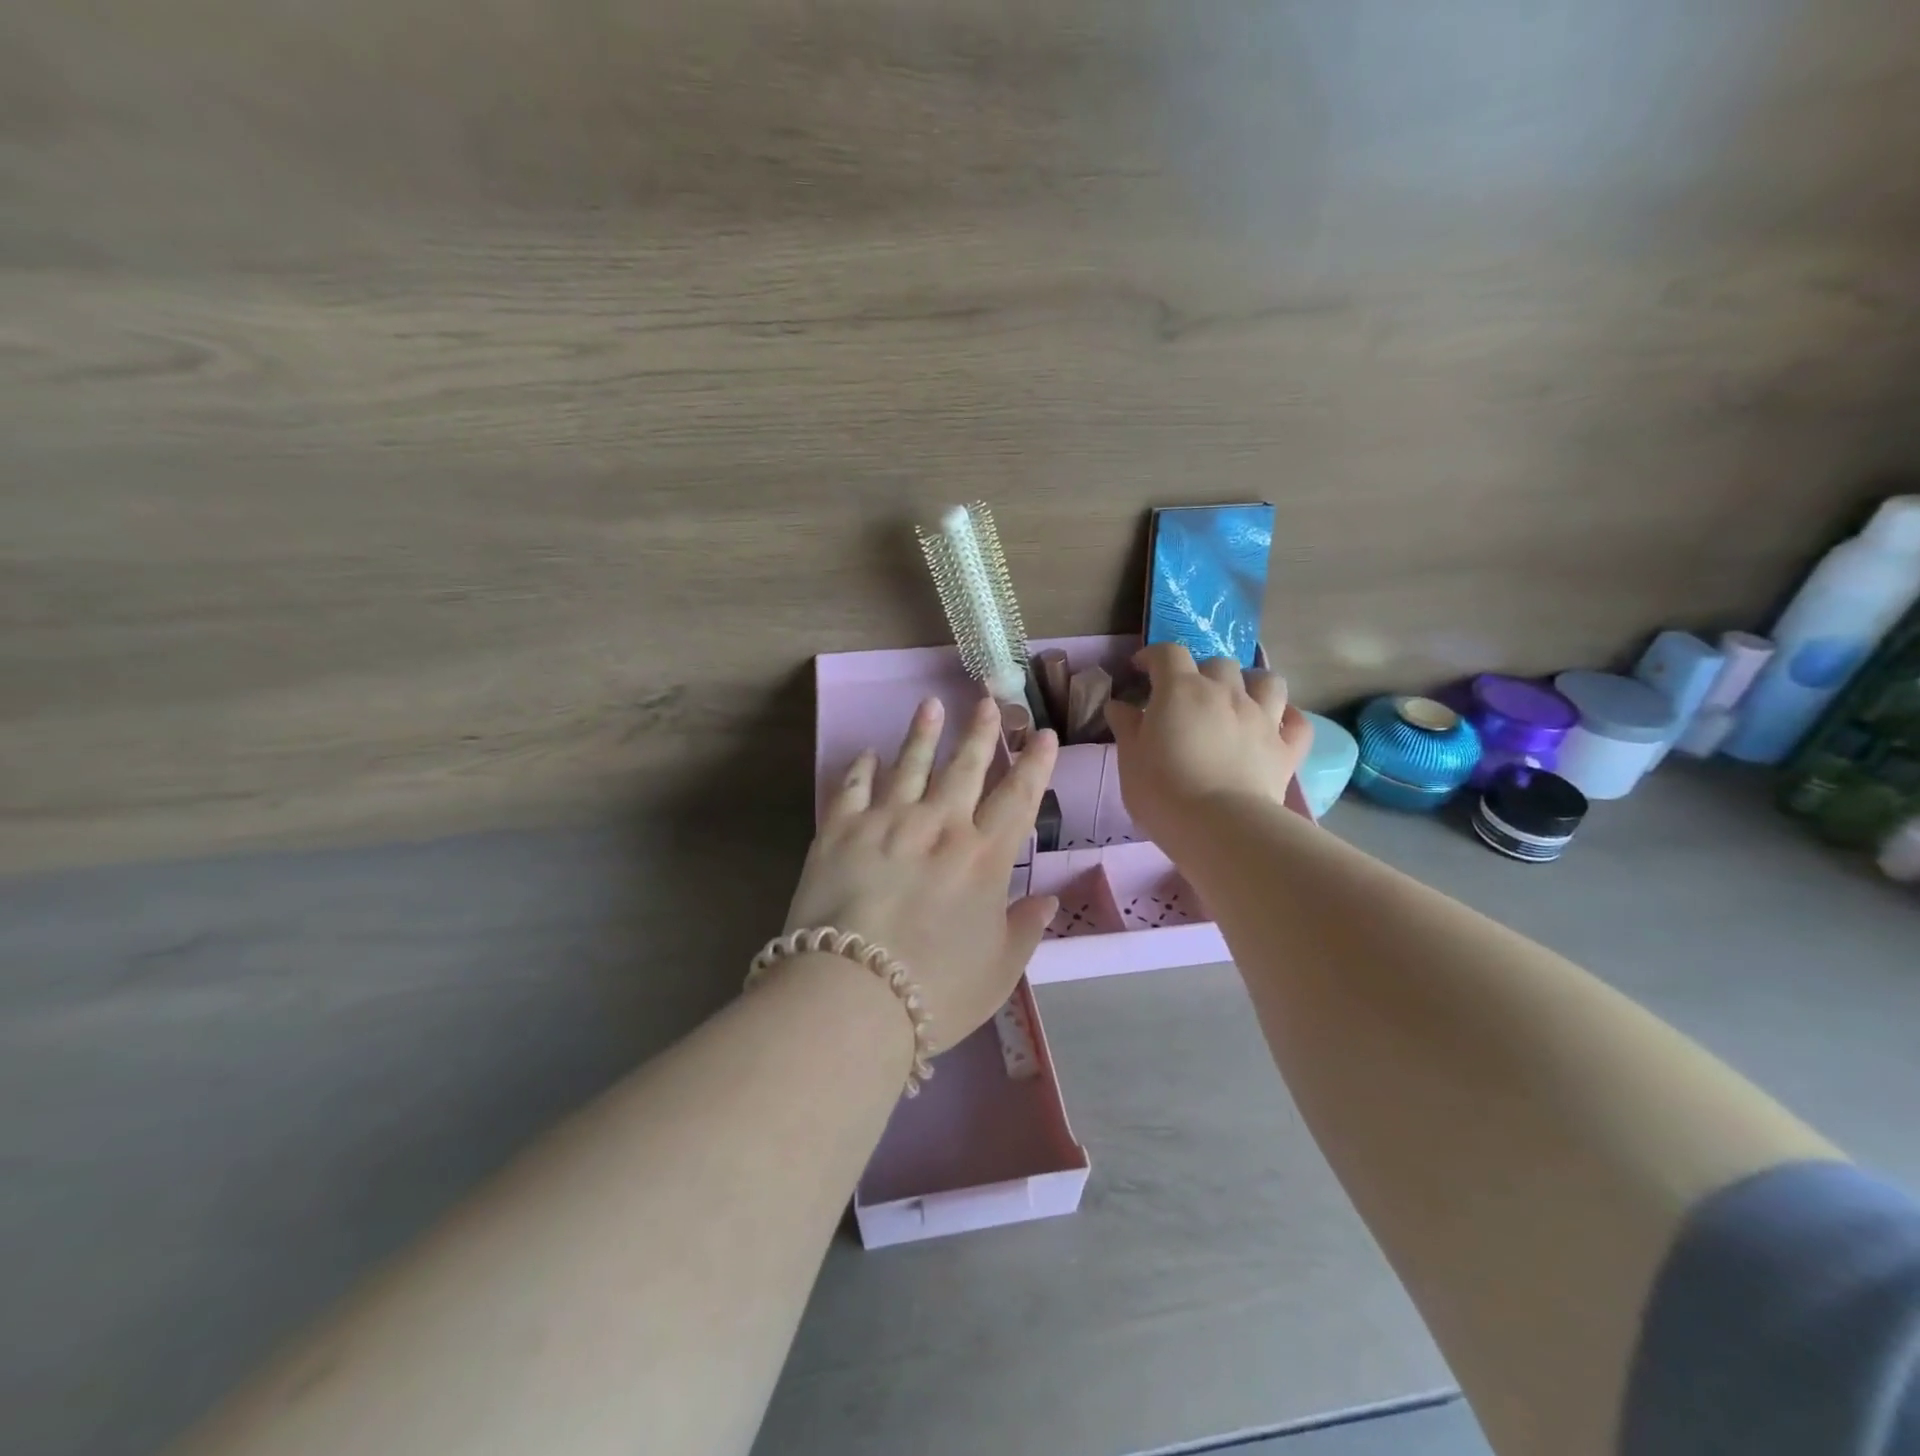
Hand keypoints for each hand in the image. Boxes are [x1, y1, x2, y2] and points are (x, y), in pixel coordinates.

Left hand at [782, 695, 1060, 1044]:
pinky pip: (853, 787)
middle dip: (979, 732)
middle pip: (964, 768)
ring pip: (910, 764)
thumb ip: (1025, 929)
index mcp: (983, 858)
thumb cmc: (936, 990)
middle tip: (985, 699)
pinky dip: (862, 767)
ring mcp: (887, 822)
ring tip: (930, 705)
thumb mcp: (998, 970)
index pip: (1018, 797)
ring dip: (923, 734)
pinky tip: (868, 753)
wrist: (852, 996)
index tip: (1043, 733)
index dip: (1034, 763)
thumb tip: (1047, 899)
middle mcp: (939, 826)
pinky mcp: (840, 831)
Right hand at [1105, 643, 1311, 849]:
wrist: (1219, 826)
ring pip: (1267, 681)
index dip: (1153, 656)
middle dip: (1201, 672)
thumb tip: (1119, 705)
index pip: (1168, 653)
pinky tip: (1275, 726)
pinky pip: (1297, 722)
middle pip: (1218, 663)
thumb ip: (1126, 726)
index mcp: (1181, 690)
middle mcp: (1225, 692)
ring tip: (1238, 701)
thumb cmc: (1162, 790)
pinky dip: (1286, 719)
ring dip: (1251, 684)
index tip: (1140, 670)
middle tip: (1188, 697)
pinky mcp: (1286, 748)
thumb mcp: (1130, 758)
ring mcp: (1262, 717)